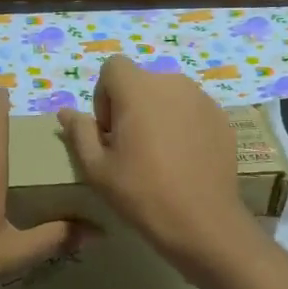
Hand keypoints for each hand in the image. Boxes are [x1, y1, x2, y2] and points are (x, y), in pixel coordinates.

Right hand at [59, 55, 254, 265]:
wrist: (201, 221)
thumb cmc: (141, 193)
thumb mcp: (97, 168)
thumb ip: (79, 132)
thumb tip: (66, 112)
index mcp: (139, 88)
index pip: (113, 67)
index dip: (104, 96)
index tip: (109, 132)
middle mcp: (173, 83)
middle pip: (141, 82)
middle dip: (131, 107)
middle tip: (131, 149)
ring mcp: (202, 99)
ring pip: (169, 96)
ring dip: (158, 115)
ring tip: (159, 156)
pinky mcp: (222, 118)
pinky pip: (192, 111)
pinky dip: (183, 126)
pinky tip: (184, 161)